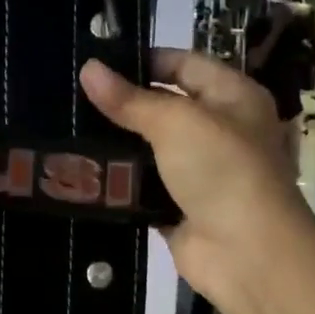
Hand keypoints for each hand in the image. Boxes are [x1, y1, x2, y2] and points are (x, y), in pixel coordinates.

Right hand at [79, 49, 314, 298]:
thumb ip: (129, 99)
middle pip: (165, 108)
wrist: (247, 253)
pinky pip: (143, 188)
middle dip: (123, 104)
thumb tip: (88, 68)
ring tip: (68, 130)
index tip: (98, 63)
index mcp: (234, 97)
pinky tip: (83, 172)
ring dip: (116, 145)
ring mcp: (200, 172)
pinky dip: (119, 183)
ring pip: (150, 150)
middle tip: (73, 97)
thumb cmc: (222, 170)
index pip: (185, 65)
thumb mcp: (175, 123)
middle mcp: (220, 131)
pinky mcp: (179, 207)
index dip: (145, 60)